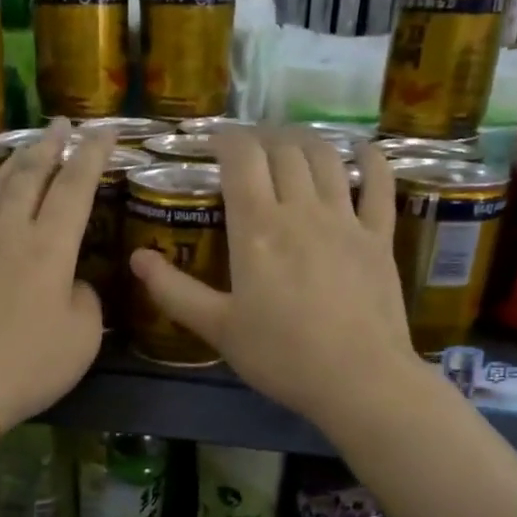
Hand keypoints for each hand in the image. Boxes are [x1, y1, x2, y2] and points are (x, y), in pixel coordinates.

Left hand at [0, 121, 108, 429]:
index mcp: (51, 247)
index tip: (105, 131)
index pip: (76, 187)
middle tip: (62, 125)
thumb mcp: (83, 338)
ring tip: (27, 147)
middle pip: (31, 175)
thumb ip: (85, 298)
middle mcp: (10, 231)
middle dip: (51, 145)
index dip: (93, 154)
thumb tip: (70, 282)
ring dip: (14, 162)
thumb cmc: (29, 366)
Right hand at [129, 128, 420, 433]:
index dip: (225, 139)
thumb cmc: (281, 356)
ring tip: (291, 143)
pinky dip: (372, 161)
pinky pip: (380, 186)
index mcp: (257, 228)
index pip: (241, 158)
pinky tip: (365, 150)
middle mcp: (302, 210)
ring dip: (306, 141)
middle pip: (283, 150)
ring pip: (327, 159)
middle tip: (248, 147)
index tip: (212, 141)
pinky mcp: (379, 238)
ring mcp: (346, 220)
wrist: (357, 380)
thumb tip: (136, 259)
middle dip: (262, 137)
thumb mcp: (217, 328)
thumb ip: (174, 292)